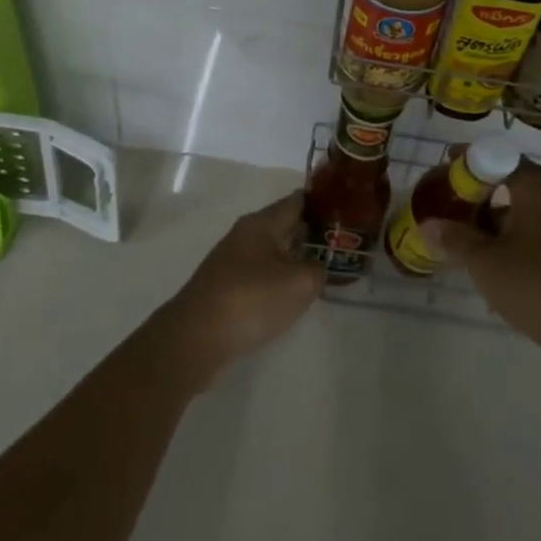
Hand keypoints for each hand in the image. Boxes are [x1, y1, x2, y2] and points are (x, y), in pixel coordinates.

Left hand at [160, 191, 324, 390]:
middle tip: (342, 245)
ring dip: (296, 258)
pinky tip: (293, 297)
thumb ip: (317, 269)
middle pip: (286, 225)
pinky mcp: (227, 288)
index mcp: (262, 223)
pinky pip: (261, 275)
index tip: (346, 211)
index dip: (323, 203)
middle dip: (312, 233)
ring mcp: (233, 261)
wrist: (195, 339)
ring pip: (274, 252)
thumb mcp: (298, 284)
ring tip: (323, 271)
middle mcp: (246, 235)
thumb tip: (317, 266)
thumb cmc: (250, 300)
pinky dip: (279, 280)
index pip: (298, 201)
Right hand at [427, 160, 540, 360]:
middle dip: (481, 191)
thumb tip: (427, 225)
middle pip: (512, 178)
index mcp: (536, 183)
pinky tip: (502, 257)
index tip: (445, 168)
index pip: (495, 157)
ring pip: (528, 202)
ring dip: (500, 214)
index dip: (467, 161)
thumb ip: (455, 238)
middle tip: (455, 207)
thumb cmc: (536, 284)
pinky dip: (520, 229)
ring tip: (473, 239)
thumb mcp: (485, 262)